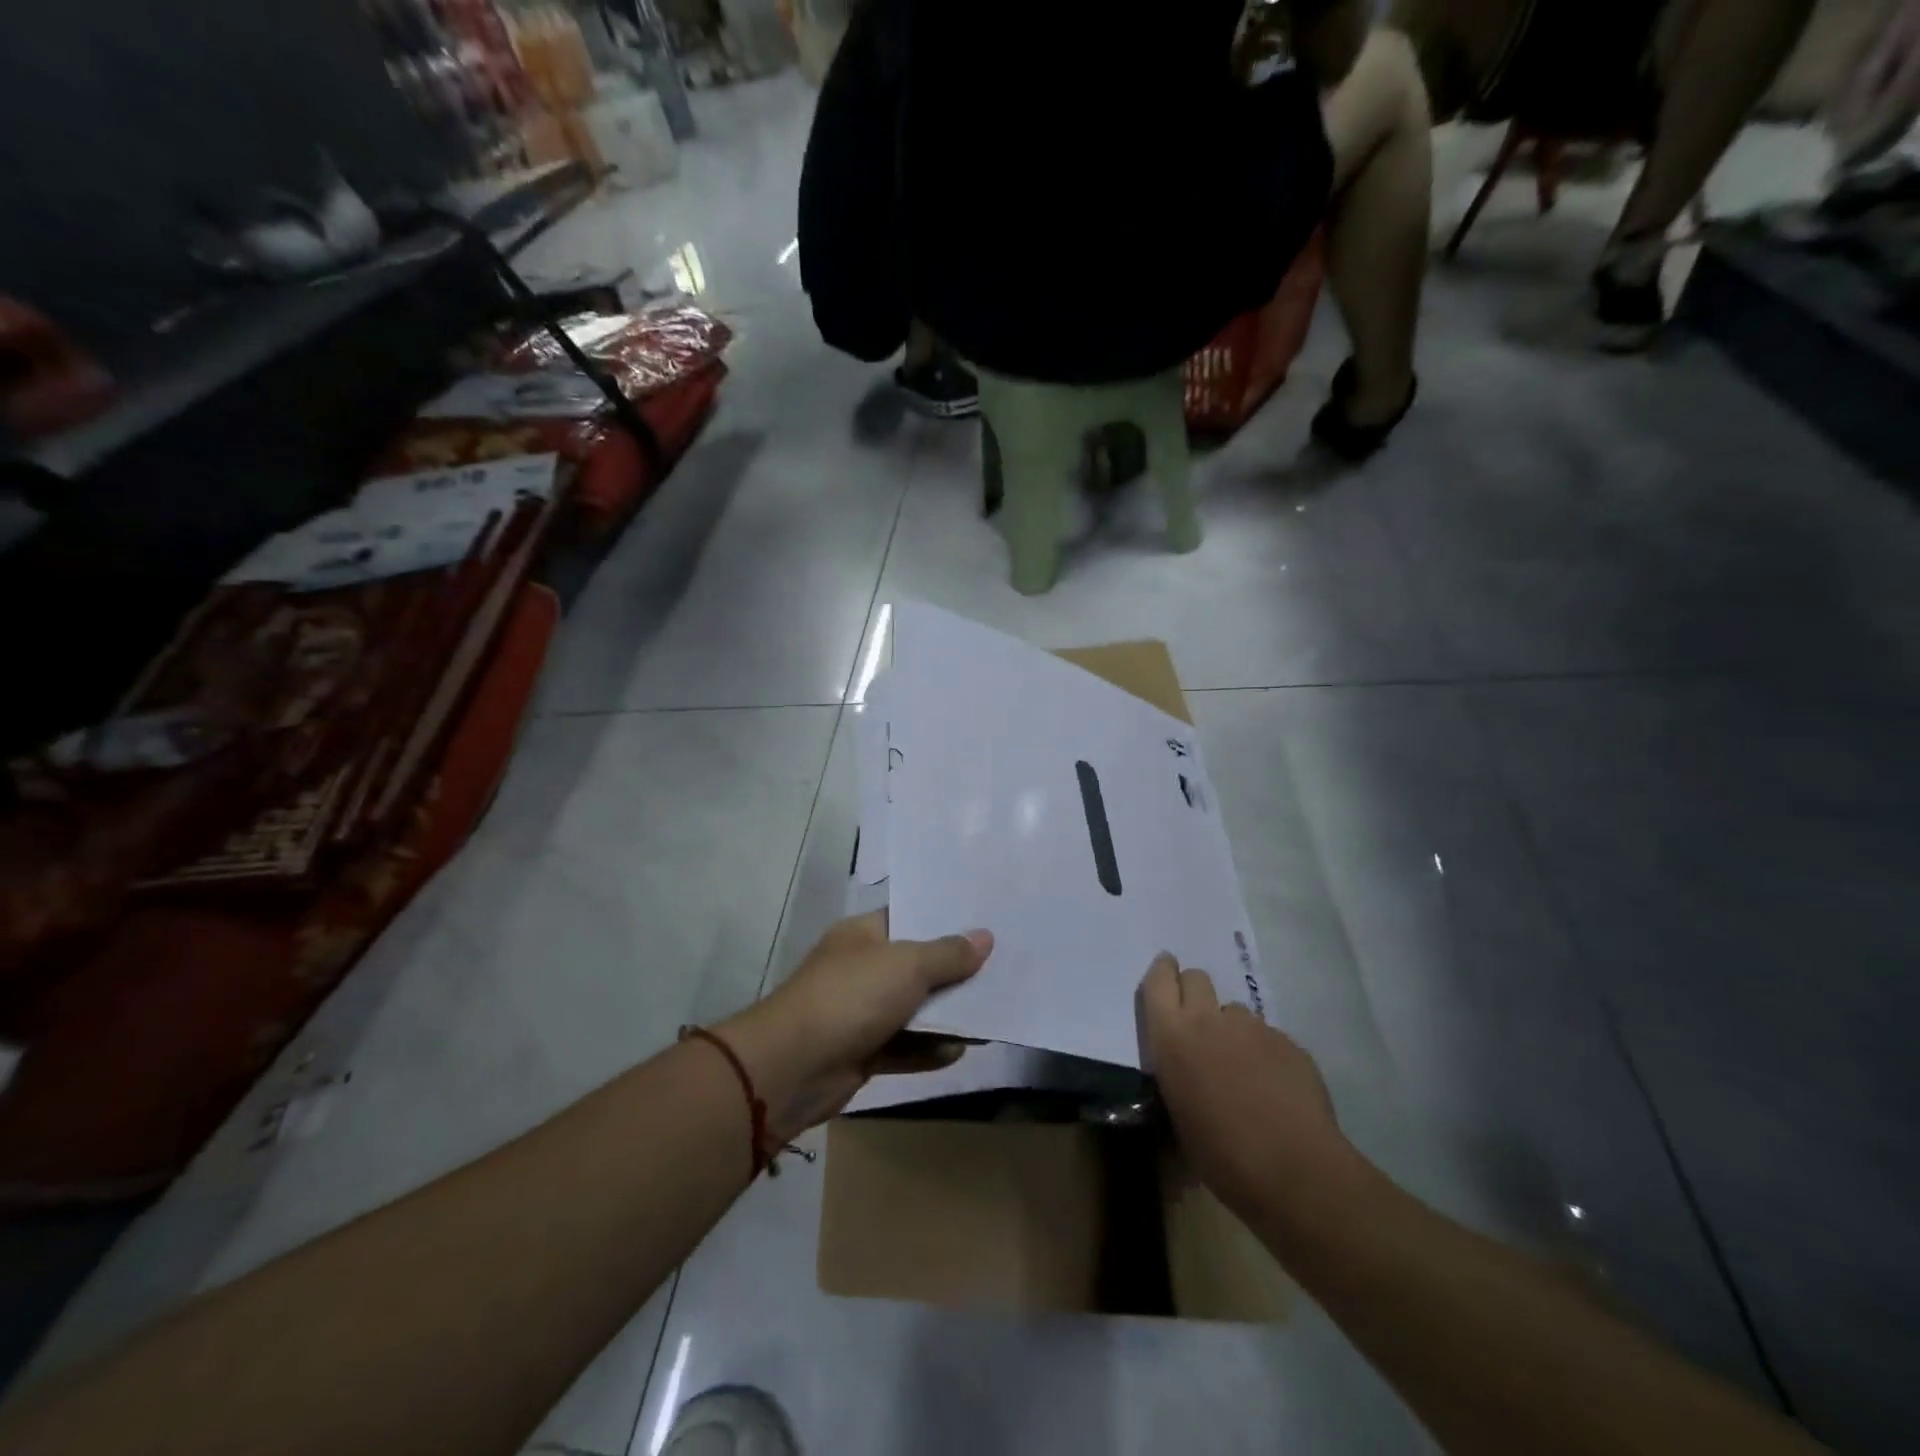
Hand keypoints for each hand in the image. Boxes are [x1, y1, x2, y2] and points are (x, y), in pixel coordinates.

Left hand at [719, 912, 992, 1139]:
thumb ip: (948, 954)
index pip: (909, 919)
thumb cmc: (851, 997)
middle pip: (916, 966)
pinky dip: (928, 1050)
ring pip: (912, 1009)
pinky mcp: (862, 1052)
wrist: (793, 1067)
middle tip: (1002, 971)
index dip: (946, 921)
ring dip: (946, 1016)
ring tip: (990, 1015)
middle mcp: (862, 969)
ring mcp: (860, 1012)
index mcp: (863, 935)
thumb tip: (985, 937)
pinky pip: (904, 1047)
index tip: (986, 923)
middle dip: (955, 972)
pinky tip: (960, 1051)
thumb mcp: (906, 965)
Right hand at [1138, 954, 1350, 1218]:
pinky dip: (1264, 1053)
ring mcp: (1253, 1027)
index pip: (1159, 980)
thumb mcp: (1177, 1114)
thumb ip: (1176, 1074)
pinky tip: (1273, 1088)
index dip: (1162, 971)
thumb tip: (1184, 1069)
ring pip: (1234, 1011)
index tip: (1165, 971)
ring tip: (1241, 1068)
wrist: (1294, 1170)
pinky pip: (1268, 1036)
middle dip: (1194, 991)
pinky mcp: (1288, 1042)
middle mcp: (1209, 1020)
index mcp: (1172, 1036)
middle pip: (1197, 978)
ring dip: (1231, 1029)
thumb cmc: (1220, 1154)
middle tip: (1198, 1023)